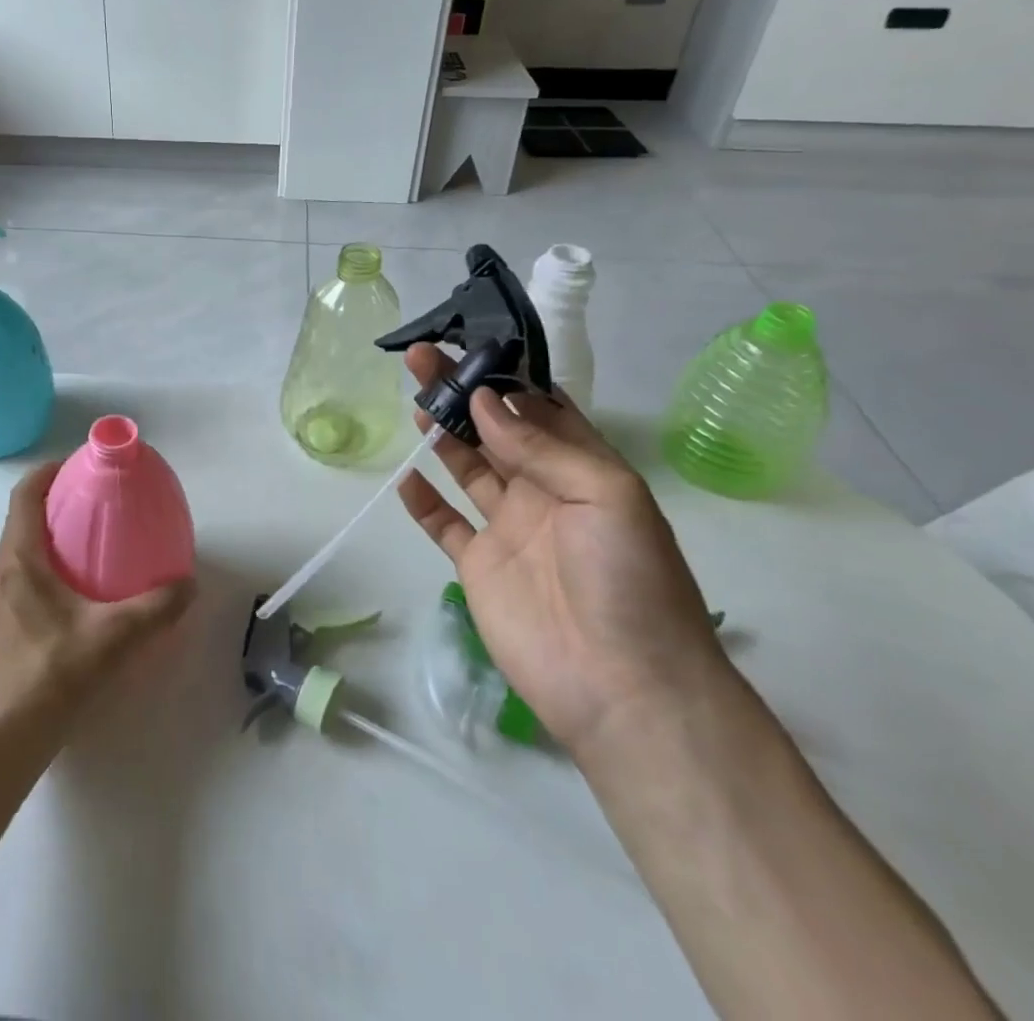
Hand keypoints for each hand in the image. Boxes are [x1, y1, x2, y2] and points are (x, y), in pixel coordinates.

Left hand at [0, 462, 194, 756]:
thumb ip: (156, 607)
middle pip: (23, 520)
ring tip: (93, 546)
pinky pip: (22, 580)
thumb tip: (188, 584)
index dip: (48, 471)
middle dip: (57, 503)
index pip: (24, 495)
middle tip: (98, 504)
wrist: (3, 742)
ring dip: (51, 538)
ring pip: (21, 552)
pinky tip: (80, 597)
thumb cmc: (52, 676)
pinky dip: (48, 569)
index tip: (79, 465)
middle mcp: (1, 573)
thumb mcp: (114, 637)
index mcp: (19, 560)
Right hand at [395, 345, 729, 766]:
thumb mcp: (606, 495)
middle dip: (460, 392)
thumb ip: (541, 444)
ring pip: (467, 466)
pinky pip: (444, 524)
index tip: (469, 344)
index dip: (505, 376)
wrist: (623, 688)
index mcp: (580, 469)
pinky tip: (405, 475)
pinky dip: (423, 500)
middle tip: (421, 357)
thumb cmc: (628, 580)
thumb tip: (482, 398)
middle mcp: (542, 491)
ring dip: (441, 432)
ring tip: (414, 398)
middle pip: (493, 429)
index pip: (539, 408)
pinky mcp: (478, 565)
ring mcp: (507, 529)